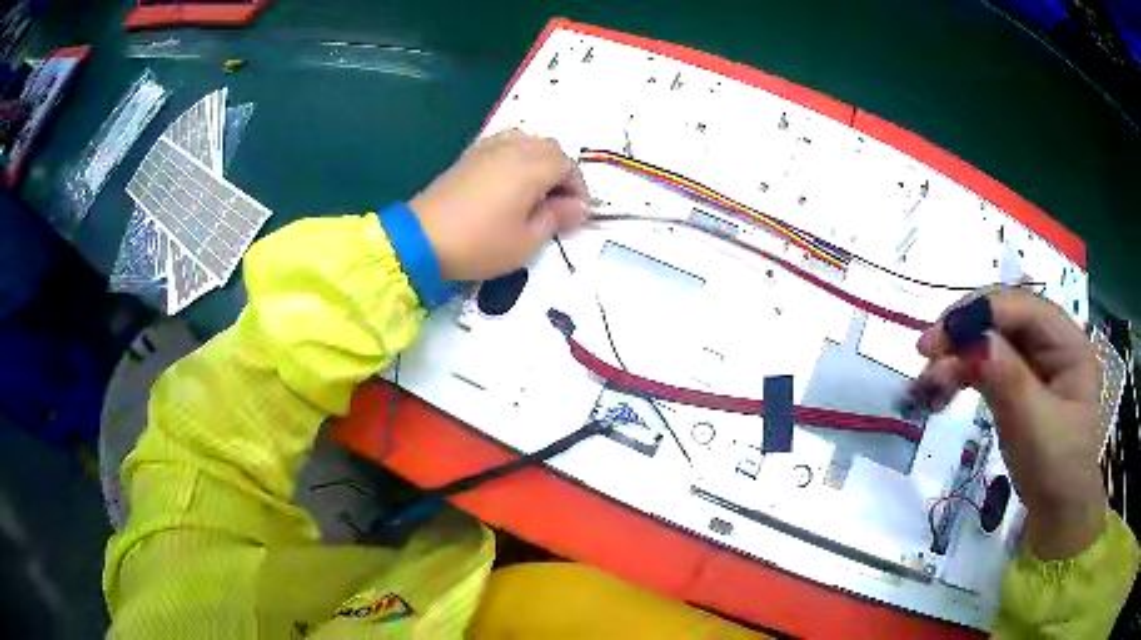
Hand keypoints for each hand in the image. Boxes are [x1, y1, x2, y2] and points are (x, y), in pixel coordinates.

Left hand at [410, 130, 589, 281]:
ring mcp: (488, 148)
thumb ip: (557, 217)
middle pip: (550, 148)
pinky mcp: (469, 155)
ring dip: (539, 161)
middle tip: (559, 203)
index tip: (576, 215)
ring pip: (527, 141)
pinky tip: (509, 180)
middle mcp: (513, 148)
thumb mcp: (527, 241)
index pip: (568, 166)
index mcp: (532, 167)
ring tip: (535, 190)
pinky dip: (516, 156)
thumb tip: (579, 207)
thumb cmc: (480, 243)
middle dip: (561, 172)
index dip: (578, 189)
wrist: (421, 239)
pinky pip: (503, 144)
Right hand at [915, 289, 1104, 559]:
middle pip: (1004, 318)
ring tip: (927, 383)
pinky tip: (943, 390)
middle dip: (964, 331)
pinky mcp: (1020, 384)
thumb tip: (971, 339)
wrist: (1057, 514)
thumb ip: (1007, 378)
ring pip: (992, 341)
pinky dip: (964, 374)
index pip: (1022, 307)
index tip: (939, 335)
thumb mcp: (1033, 426)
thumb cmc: (1055, 469)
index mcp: (1068, 343)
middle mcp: (1052, 342)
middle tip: (924, 353)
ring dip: (958, 355)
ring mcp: (1036, 363)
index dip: (982, 312)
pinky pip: (989, 366)